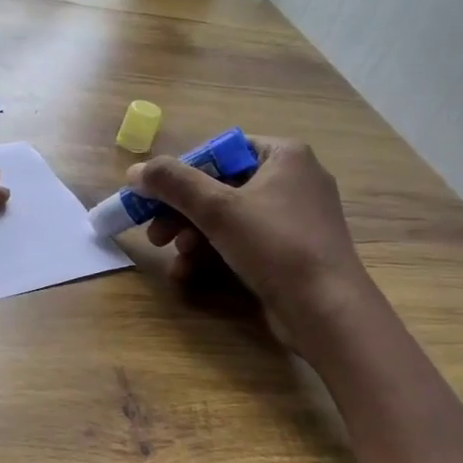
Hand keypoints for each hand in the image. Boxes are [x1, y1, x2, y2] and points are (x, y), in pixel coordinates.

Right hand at [132, 137, 363, 315]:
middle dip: (181, 213)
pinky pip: (243, 243)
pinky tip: (190, 274)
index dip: (182, 173)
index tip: (153, 197)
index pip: (219, 151)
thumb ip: (173, 183)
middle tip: (154, 235)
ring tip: (174, 259)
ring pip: (228, 219)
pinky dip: (214, 255)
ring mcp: (294, 219)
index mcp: (284, 156)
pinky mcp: (290, 252)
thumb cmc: (275, 246)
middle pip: (219, 188)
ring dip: (193, 238)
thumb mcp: (218, 209)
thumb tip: (135, 171)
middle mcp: (293, 180)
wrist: (327, 311)